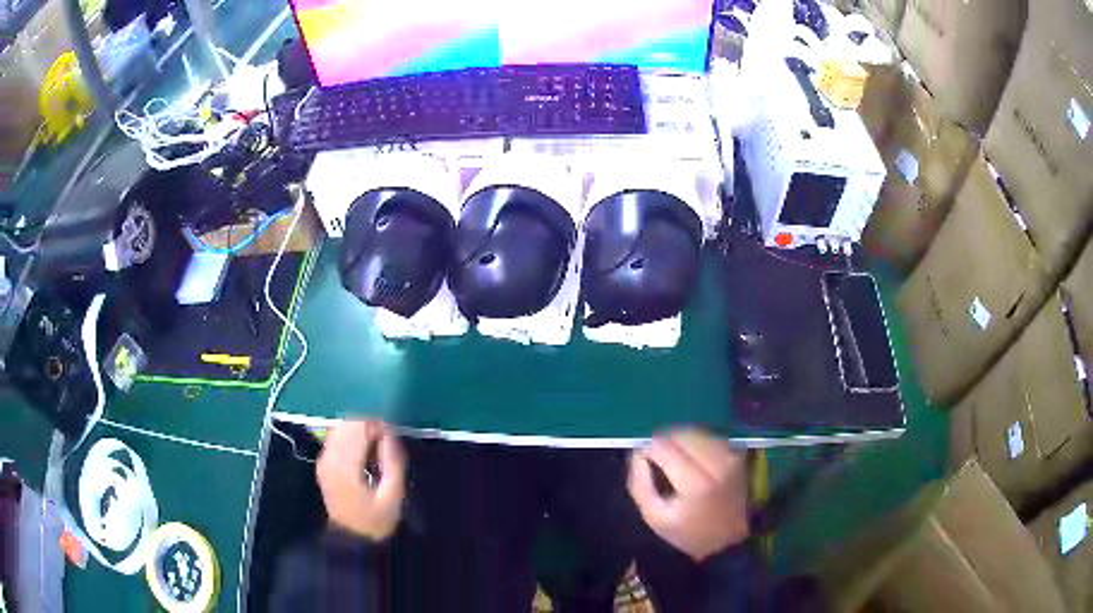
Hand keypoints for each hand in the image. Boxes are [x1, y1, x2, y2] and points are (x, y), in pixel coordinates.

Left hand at [317, 420, 406, 541]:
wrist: (352, 538)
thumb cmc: (376, 520)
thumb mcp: (393, 496)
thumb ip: (393, 462)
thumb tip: (390, 434)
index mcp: (345, 466)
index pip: (359, 427)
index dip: (379, 425)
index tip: (394, 438)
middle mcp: (329, 457)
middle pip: (348, 423)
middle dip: (369, 425)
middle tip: (388, 442)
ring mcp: (324, 459)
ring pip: (340, 427)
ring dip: (360, 430)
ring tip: (377, 447)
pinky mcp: (323, 462)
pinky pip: (336, 437)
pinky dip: (351, 437)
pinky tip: (363, 452)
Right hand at [628, 428, 749, 561]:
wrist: (731, 537)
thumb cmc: (690, 532)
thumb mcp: (655, 518)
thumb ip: (640, 485)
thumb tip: (637, 453)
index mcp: (695, 482)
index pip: (662, 446)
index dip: (646, 450)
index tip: (643, 463)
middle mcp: (716, 461)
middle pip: (679, 433)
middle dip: (662, 443)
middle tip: (656, 461)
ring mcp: (729, 454)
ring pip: (693, 432)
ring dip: (678, 441)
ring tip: (673, 461)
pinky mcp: (736, 451)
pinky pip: (707, 436)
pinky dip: (694, 442)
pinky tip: (691, 459)